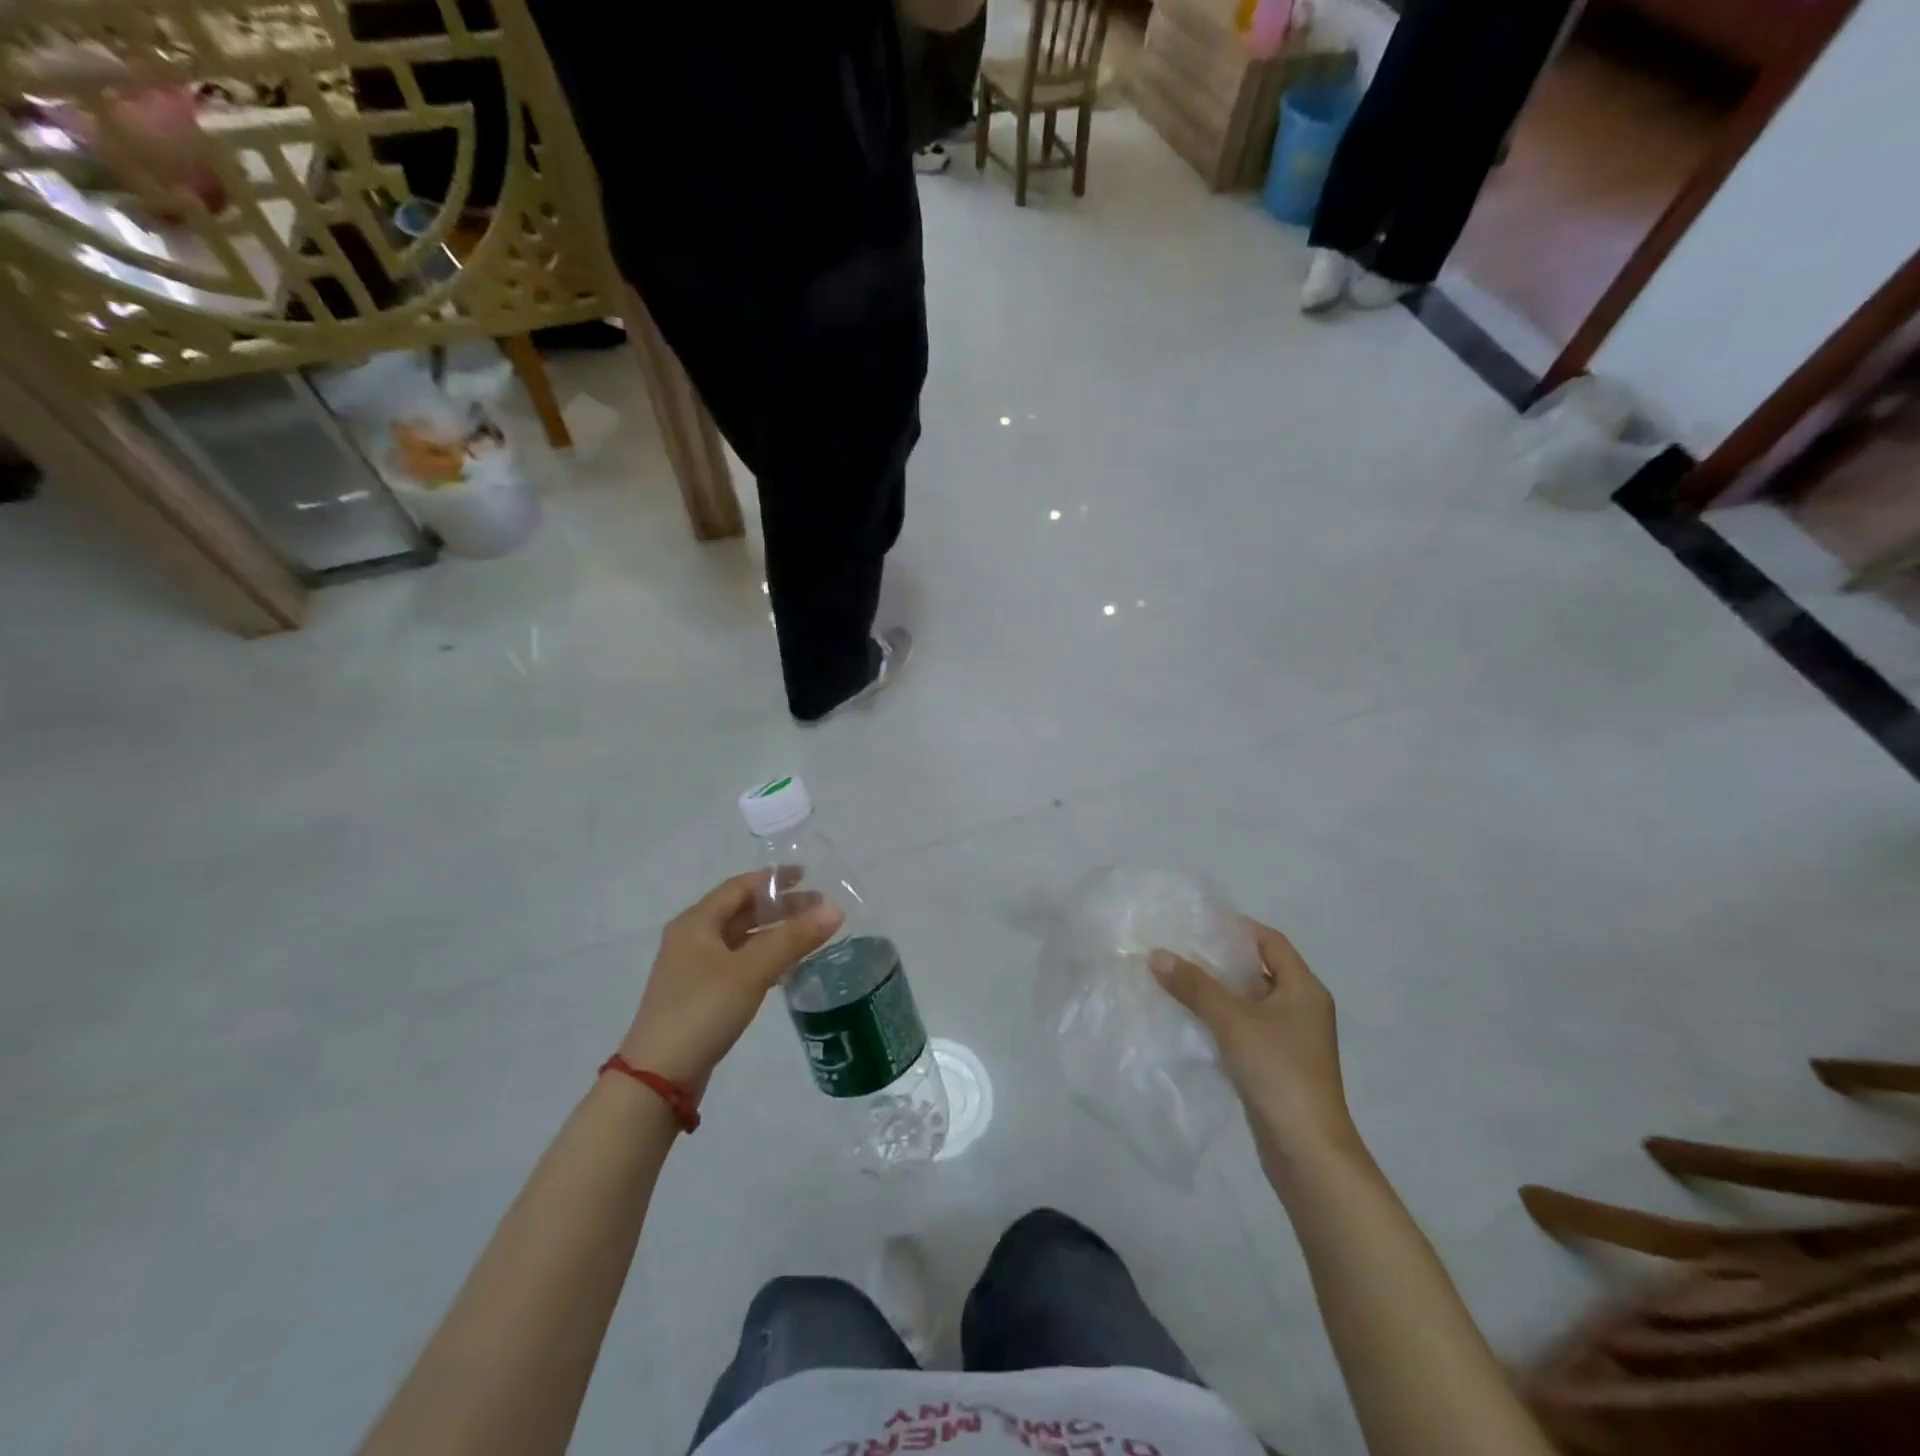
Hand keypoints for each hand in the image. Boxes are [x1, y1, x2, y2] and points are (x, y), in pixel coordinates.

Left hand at [618, 872, 841, 1095]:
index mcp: (696, 922)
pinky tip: (786, 967)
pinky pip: (738, 963)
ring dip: (773, 933)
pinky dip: (763, 957)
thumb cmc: (703, 1009)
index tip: (808, 876)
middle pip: (741, 911)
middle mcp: (691, 939)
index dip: (773, 879)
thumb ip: (794, 939)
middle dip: (779, 907)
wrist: (659, 1077)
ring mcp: (693, 969)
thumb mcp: (752, 970)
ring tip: (809, 935)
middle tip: (818, 908)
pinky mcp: (700, 996)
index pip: (739, 886)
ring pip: (741, 939)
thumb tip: (836, 909)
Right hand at [1150, 919, 1359, 1176]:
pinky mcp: (1276, 1065)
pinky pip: (1244, 1029)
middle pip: (1259, 970)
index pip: (1271, 942)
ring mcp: (1290, 1040)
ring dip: (1217, 991)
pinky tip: (1188, 1019)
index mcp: (1305, 990)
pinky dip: (1220, 1020)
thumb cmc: (1278, 1071)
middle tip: (1180, 947)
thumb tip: (1157, 954)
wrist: (1306, 1150)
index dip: (1238, 928)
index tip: (1200, 922)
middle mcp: (1302, 1009)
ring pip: (1249, 1002)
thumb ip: (1195, 986)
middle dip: (1221, 959)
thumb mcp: (1233, 1021)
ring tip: (1176, 978)